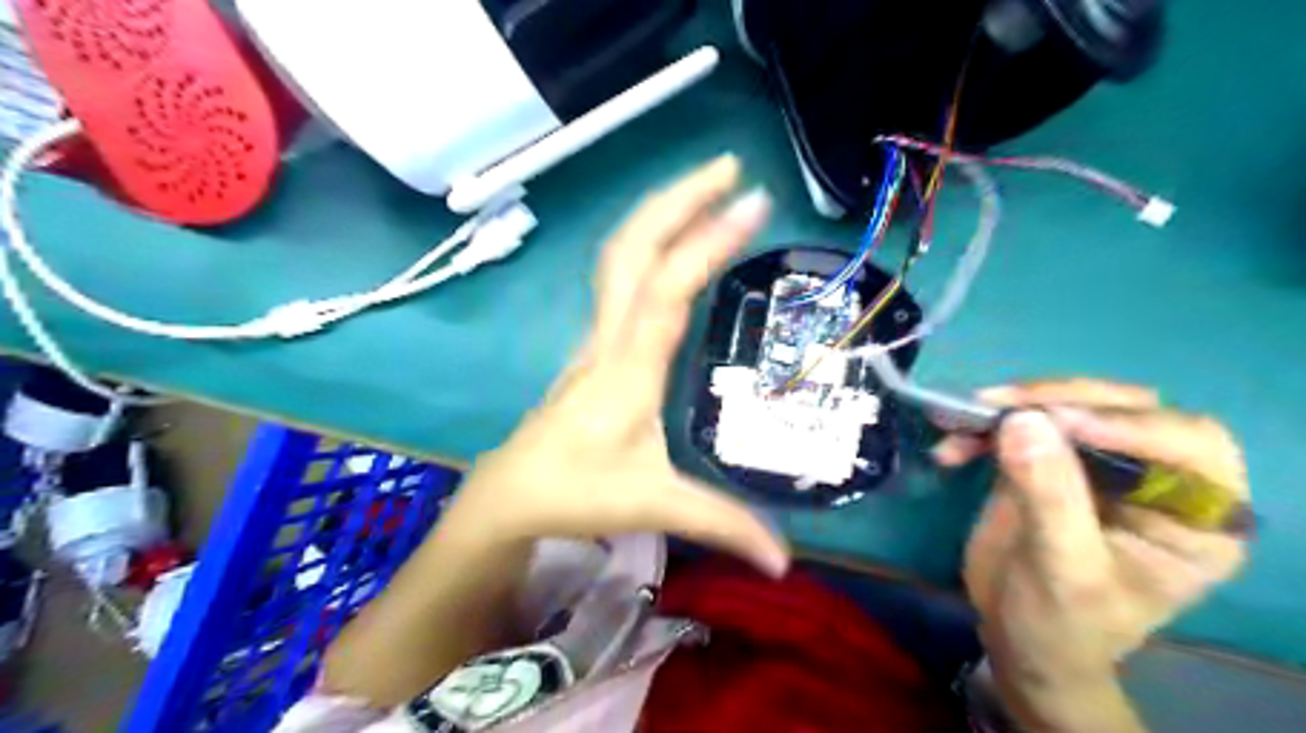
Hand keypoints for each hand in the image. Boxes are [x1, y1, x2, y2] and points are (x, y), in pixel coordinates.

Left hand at [444, 156, 789, 573]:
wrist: (510, 494)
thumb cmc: (574, 492)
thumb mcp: (654, 505)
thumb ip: (723, 525)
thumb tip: (787, 563)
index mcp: (629, 367)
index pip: (668, 288)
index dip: (708, 242)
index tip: (754, 204)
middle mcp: (610, 335)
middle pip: (634, 247)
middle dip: (679, 198)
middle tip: (730, 170)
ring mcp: (597, 333)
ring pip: (621, 254)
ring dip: (663, 212)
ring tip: (710, 187)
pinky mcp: (595, 341)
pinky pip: (620, 275)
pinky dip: (651, 242)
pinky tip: (676, 240)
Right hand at [938, 384, 1242, 721]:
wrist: (1017, 636)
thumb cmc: (1062, 623)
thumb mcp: (1063, 570)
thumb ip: (1051, 497)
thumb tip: (1023, 421)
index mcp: (1194, 515)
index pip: (1188, 443)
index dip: (1128, 423)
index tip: (1055, 421)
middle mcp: (1155, 477)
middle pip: (1122, 408)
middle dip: (1057, 400)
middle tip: (998, 405)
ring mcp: (1097, 463)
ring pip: (1066, 405)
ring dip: (1010, 407)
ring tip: (961, 421)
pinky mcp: (1047, 458)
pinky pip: (1020, 423)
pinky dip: (982, 427)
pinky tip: (952, 446)